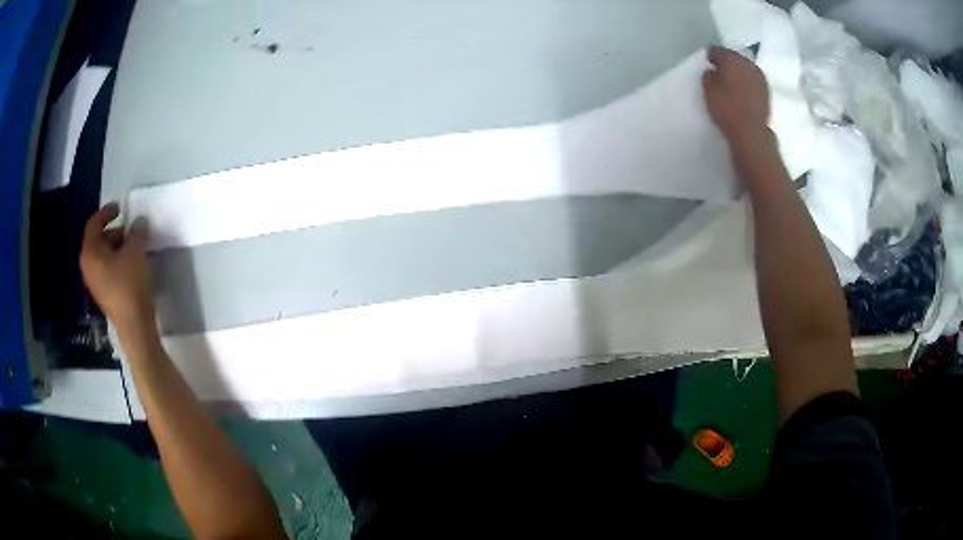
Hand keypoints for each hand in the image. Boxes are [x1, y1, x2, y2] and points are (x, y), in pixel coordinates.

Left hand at [80, 203, 157, 339]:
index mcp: (90, 253)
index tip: (120, 207)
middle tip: (131, 230)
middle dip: (115, 232)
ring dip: (118, 247)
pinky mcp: (105, 294)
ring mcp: (95, 283)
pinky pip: (108, 270)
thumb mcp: (136, 251)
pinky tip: (132, 264)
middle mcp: (88, 266)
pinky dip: (118, 261)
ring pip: (104, 256)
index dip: (106, 212)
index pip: (94, 224)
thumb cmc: (130, 284)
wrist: (134, 326)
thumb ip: (137, 232)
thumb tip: (139, 222)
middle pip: (98, 240)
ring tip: (135, 247)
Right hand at [703, 46, 770, 147]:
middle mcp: (748, 63)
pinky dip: (747, 84)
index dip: (709, 57)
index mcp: (731, 58)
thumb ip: (708, 75)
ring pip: (745, 69)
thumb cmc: (726, 108)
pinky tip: (743, 93)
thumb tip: (713, 71)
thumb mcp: (708, 90)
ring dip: (739, 74)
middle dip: (726, 64)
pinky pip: (753, 81)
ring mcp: (760, 77)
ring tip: (731, 85)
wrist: (751, 132)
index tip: (706, 65)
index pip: (716, 50)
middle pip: (733, 58)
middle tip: (718, 74)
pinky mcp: (767, 92)